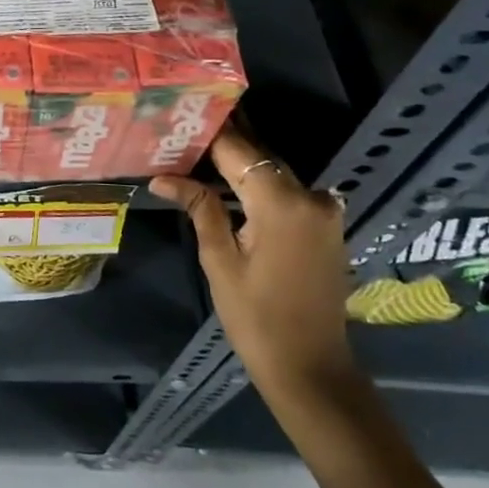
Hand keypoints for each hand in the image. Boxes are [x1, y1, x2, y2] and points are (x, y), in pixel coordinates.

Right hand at [150, 123, 355, 402]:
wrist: (311, 369)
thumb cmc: (257, 318)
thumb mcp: (219, 260)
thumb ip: (199, 207)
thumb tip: (162, 178)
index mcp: (281, 203)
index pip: (237, 150)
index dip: (206, 134)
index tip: (176, 119)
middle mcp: (309, 196)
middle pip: (258, 156)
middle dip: (220, 145)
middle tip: (180, 134)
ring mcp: (324, 210)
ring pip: (272, 172)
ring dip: (239, 164)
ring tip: (195, 154)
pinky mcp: (326, 225)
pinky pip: (287, 191)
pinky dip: (258, 184)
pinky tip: (226, 184)